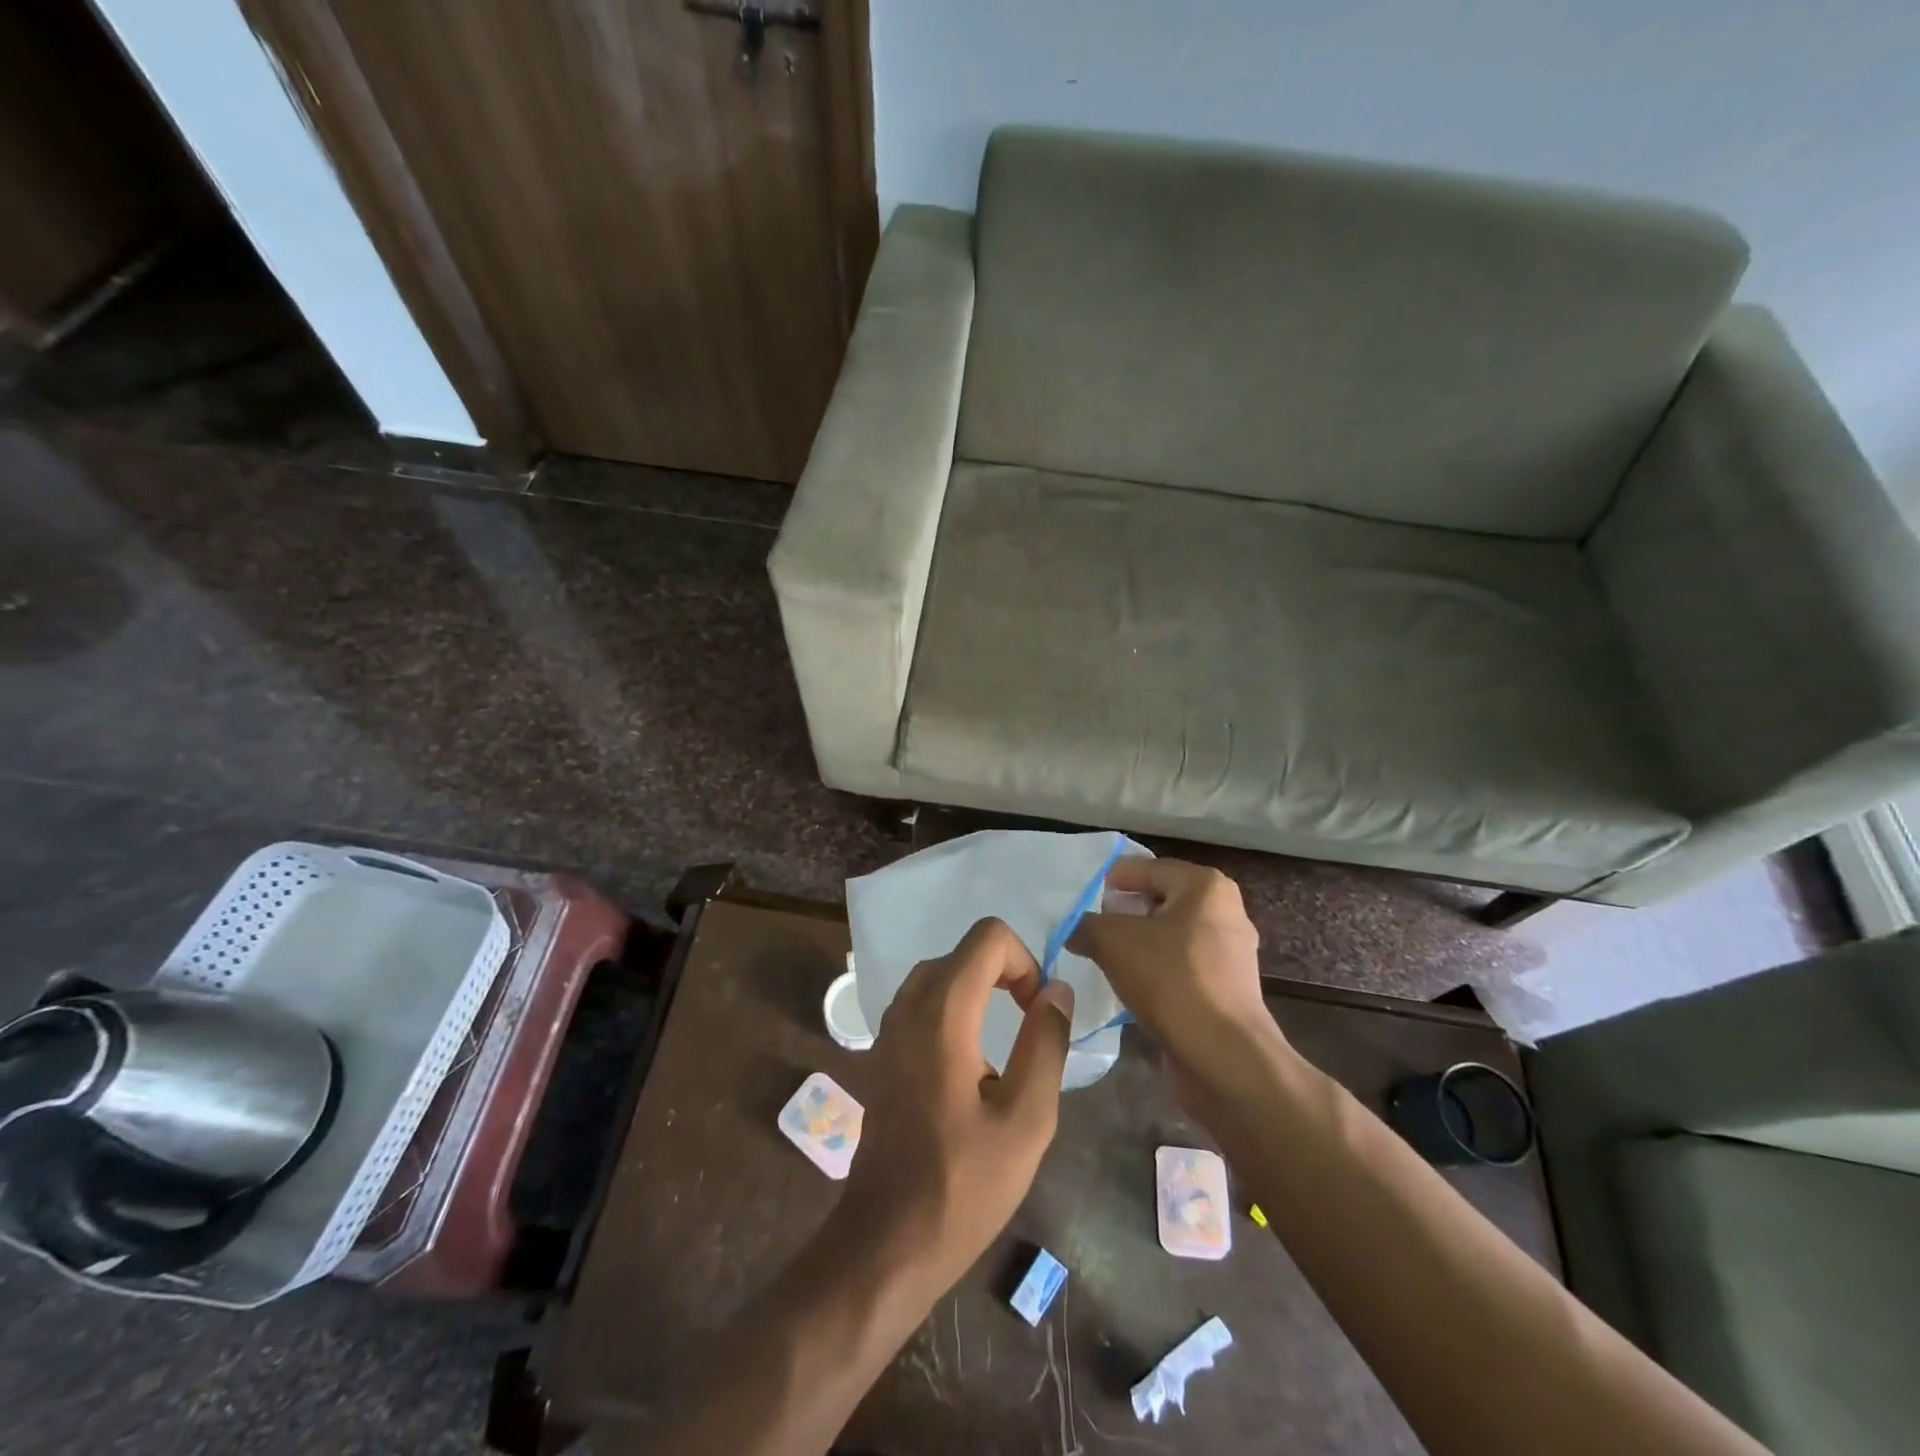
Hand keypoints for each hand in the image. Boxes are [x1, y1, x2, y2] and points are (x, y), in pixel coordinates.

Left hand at [837, 918, 1074, 1291]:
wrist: (886, 1240)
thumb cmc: (963, 1185)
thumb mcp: (1027, 1120)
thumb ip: (1046, 1043)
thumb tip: (1056, 989)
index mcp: (942, 1013)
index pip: (988, 936)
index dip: (1024, 961)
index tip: (1037, 1011)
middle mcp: (908, 1006)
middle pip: (964, 951)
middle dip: (1005, 972)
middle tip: (1029, 1025)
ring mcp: (888, 1027)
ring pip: (941, 973)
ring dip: (979, 989)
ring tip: (1004, 1041)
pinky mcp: (882, 1051)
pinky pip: (922, 1000)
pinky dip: (954, 1006)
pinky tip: (969, 1061)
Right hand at [1068, 858, 1283, 1093]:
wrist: (1223, 1057)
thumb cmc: (1171, 980)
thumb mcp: (1112, 941)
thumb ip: (1086, 925)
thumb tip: (1075, 929)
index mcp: (1205, 887)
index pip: (1147, 868)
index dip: (1112, 880)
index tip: (1083, 897)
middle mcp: (1225, 912)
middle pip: (1160, 901)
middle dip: (1124, 912)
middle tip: (1090, 926)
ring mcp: (1229, 953)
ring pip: (1170, 936)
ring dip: (1138, 944)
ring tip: (1103, 958)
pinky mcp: (1226, 989)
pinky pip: (1180, 967)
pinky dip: (1155, 971)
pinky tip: (1130, 987)